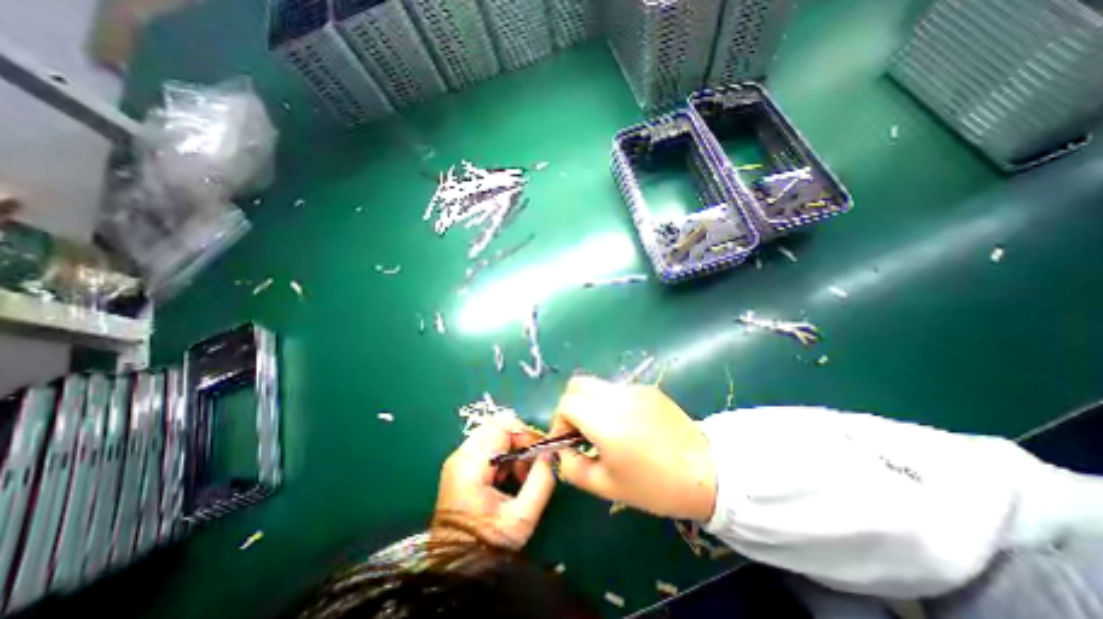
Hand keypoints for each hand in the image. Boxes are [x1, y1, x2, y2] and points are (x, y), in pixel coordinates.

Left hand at [428, 416, 550, 551]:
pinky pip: (487, 446)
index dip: (525, 434)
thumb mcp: (522, 518)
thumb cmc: (487, 546)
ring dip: (513, 447)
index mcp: (471, 465)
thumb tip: (552, 453)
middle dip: (520, 440)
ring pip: (493, 434)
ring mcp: (458, 460)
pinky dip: (504, 455)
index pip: (502, 426)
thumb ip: (541, 481)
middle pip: (497, 426)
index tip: (540, 453)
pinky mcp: (461, 466)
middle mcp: (461, 455)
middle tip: (532, 463)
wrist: (454, 570)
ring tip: (521, 475)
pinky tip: (509, 477)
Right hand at [548, 375, 716, 520]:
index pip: (566, 403)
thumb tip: (561, 452)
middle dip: (570, 404)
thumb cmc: (654, 486)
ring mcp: (634, 389)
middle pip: (577, 384)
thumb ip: (572, 468)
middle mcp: (617, 397)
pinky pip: (618, 390)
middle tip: (579, 429)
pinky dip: (610, 402)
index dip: (559, 421)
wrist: (706, 472)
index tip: (566, 441)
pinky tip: (628, 425)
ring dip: (590, 402)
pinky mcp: (648, 389)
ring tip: (604, 429)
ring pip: (597, 385)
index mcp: (604, 421)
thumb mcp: (606, 486)